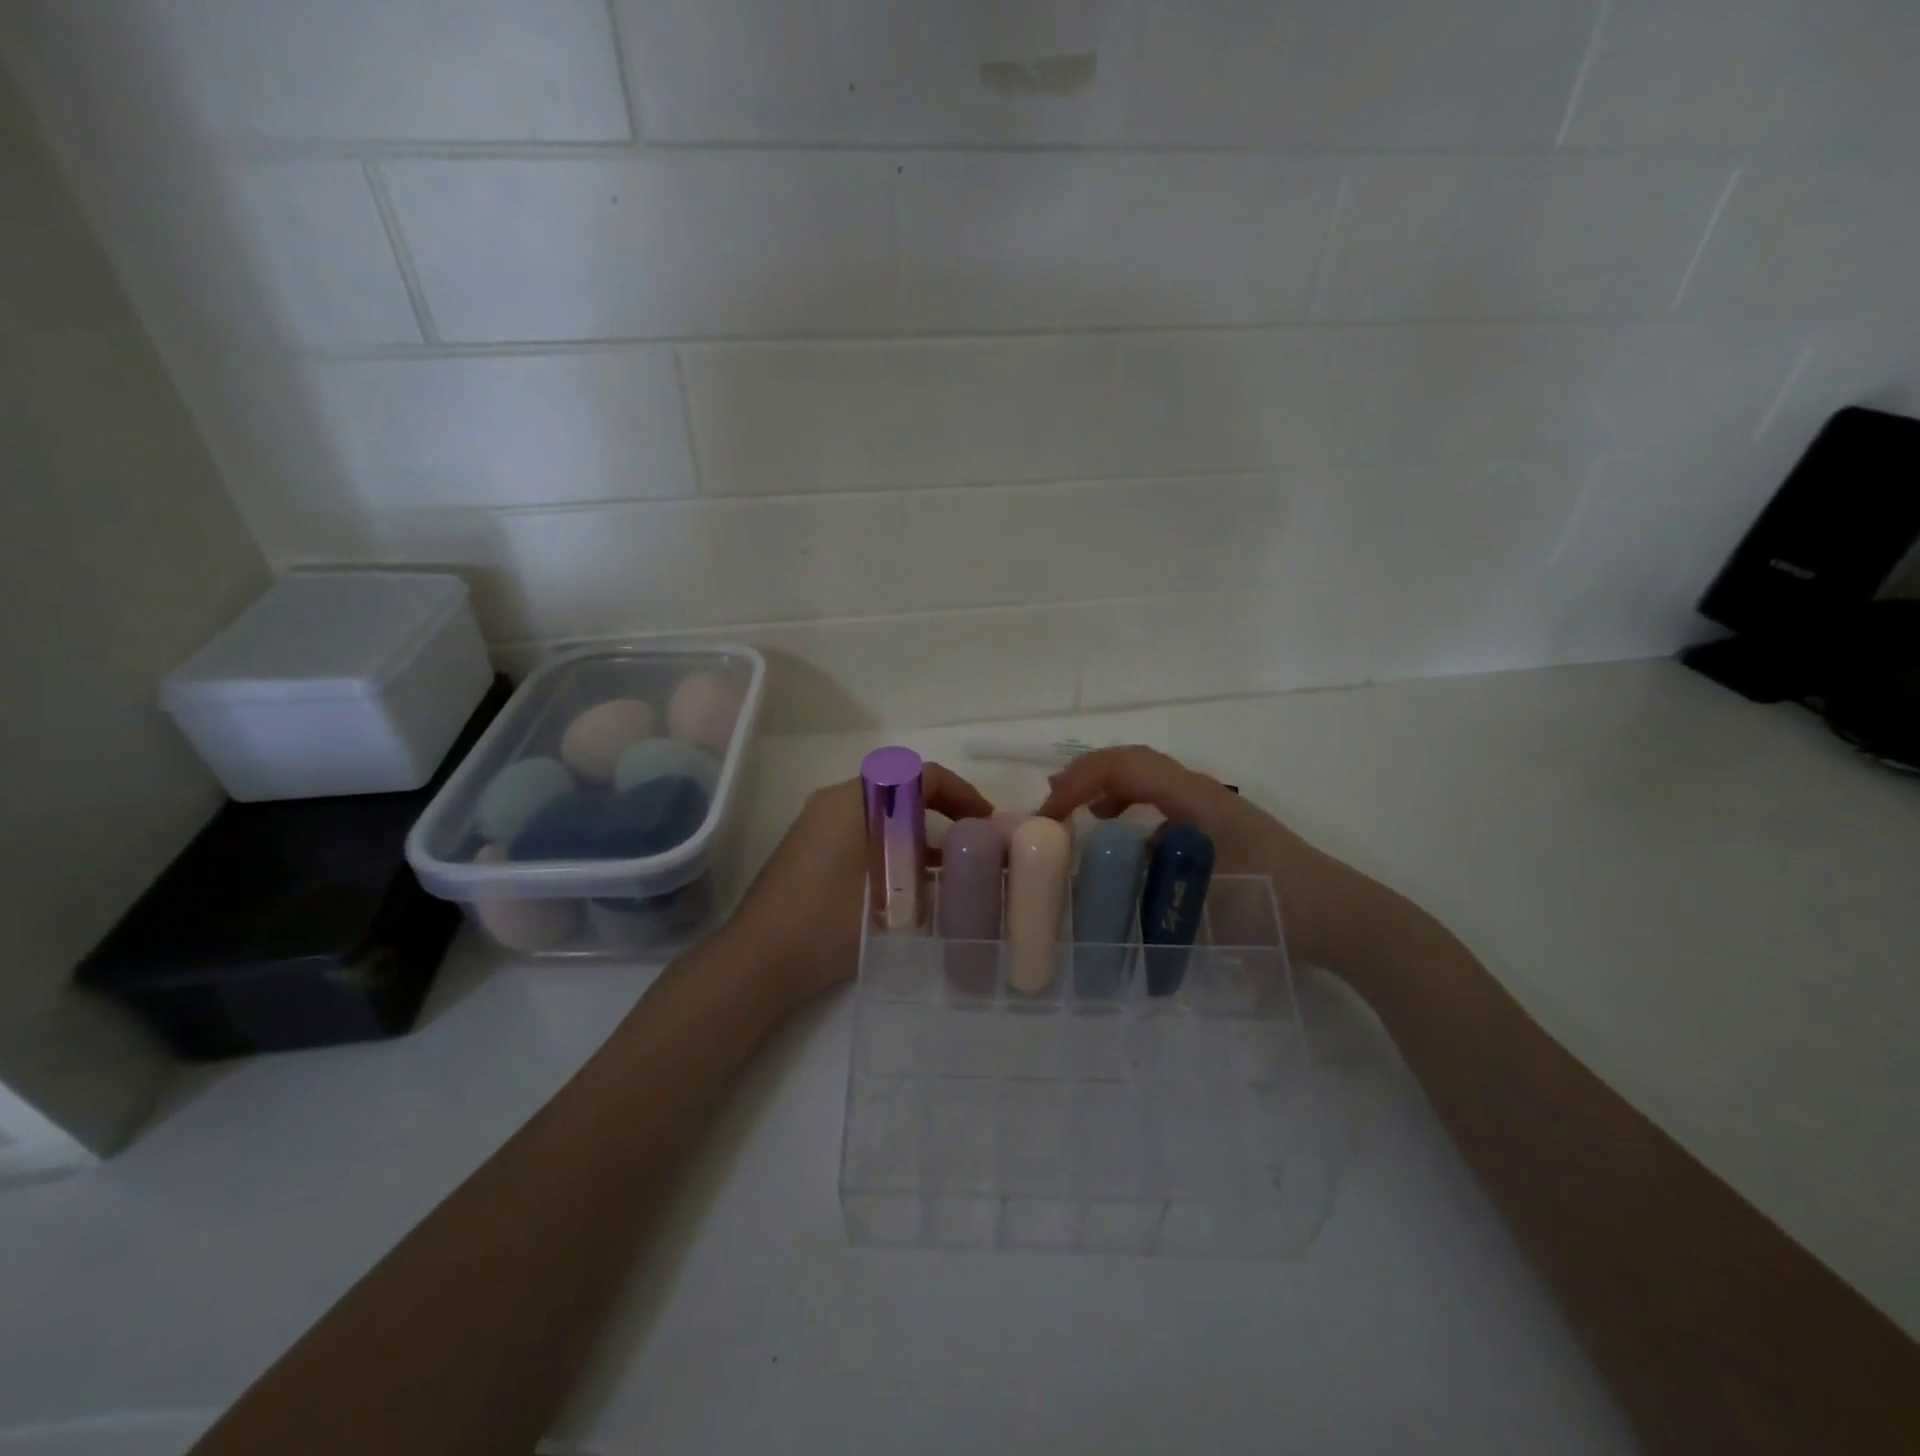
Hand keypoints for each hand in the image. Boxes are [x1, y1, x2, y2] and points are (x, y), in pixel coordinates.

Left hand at [723, 762, 993, 1005]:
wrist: (759, 958)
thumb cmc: (828, 922)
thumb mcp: (892, 898)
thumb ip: (930, 877)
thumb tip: (959, 868)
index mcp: (855, 801)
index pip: (918, 776)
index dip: (959, 792)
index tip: (984, 820)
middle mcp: (834, 801)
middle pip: (899, 787)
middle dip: (939, 806)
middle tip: (970, 834)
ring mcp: (817, 824)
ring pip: (880, 810)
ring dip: (915, 826)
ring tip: (947, 859)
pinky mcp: (809, 848)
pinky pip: (861, 829)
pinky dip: (891, 841)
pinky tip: (907, 876)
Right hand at [1036, 745, 1367, 969]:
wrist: (1340, 916)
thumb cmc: (1276, 902)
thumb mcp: (1207, 892)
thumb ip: (1149, 878)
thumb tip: (1093, 876)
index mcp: (1195, 797)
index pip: (1126, 765)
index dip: (1081, 779)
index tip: (1050, 815)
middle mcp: (1198, 791)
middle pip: (1131, 762)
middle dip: (1085, 775)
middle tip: (1050, 807)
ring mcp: (1208, 806)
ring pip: (1145, 778)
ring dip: (1104, 786)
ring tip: (1073, 814)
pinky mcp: (1214, 826)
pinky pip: (1158, 801)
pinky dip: (1126, 807)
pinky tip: (1120, 838)